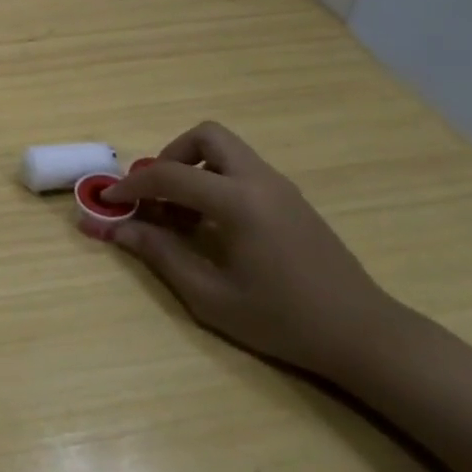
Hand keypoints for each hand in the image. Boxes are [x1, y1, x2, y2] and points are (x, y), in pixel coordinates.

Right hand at [88, 122, 403, 376]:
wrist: (364, 335)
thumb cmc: (283, 320)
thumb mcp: (211, 296)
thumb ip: (160, 255)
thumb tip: (117, 230)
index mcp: (238, 201)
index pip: (169, 175)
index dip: (131, 186)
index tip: (108, 202)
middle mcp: (259, 181)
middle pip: (206, 136)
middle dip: (171, 156)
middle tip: (156, 195)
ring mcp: (280, 187)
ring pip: (226, 150)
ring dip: (194, 169)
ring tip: (180, 215)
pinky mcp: (291, 200)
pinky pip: (242, 171)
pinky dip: (216, 181)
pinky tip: (211, 226)